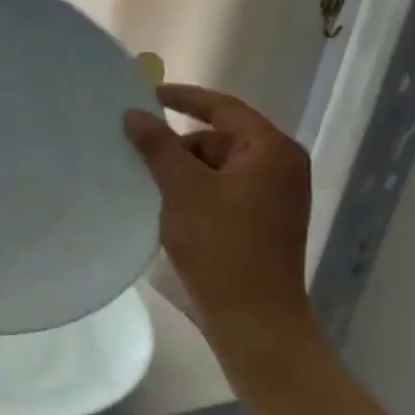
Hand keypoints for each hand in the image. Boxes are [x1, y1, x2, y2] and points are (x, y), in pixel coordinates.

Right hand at [124, 85, 318, 355]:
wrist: (254, 319)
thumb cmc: (221, 245)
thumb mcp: (182, 188)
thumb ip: (158, 145)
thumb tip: (134, 114)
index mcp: (270, 150)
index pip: (223, 107)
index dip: (184, 98)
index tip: (147, 95)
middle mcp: (280, 167)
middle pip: (220, 138)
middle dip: (180, 144)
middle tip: (139, 153)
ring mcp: (275, 197)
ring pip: (218, 166)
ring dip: (185, 171)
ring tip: (150, 186)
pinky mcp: (264, 222)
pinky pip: (224, 190)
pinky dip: (196, 191)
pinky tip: (169, 207)